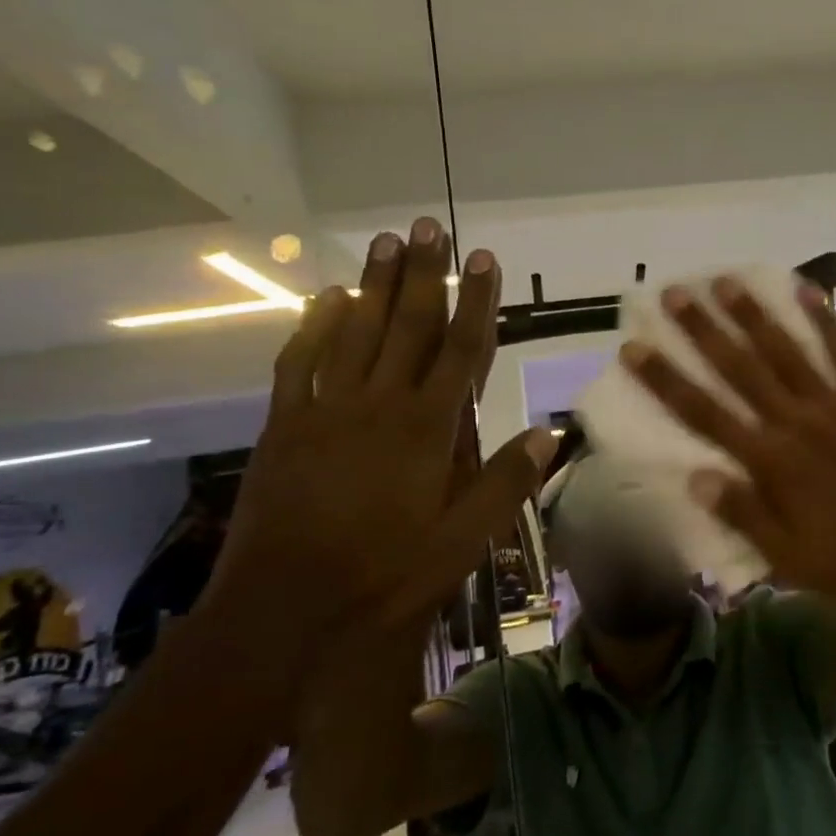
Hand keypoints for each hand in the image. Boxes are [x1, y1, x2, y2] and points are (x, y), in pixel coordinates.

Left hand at [209, 218, 554, 671]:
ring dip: (373, 285)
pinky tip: (327, 299)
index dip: (477, 302)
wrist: (284, 609)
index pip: (461, 350)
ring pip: (355, 333)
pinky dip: (314, 327)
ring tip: (386, 242)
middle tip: (428, 227)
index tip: (484, 259)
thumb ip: (506, 482)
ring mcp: (327, 411)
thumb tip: (550, 433)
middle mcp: (380, 405)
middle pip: (407, 326)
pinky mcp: (285, 427)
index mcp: (428, 429)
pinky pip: (300, 364)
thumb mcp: (464, 541)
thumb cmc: (386, 576)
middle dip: (423, 275)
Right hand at [619, 276, 835, 614]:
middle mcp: (797, 423)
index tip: (635, 348)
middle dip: (703, 330)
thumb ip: (742, 515)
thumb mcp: (787, 558)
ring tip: (726, 282)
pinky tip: (810, 292)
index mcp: (770, 462)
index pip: (704, 413)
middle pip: (740, 369)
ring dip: (754, 315)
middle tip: (675, 293)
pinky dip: (829, 321)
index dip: (666, 380)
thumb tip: (694, 477)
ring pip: (787, 351)